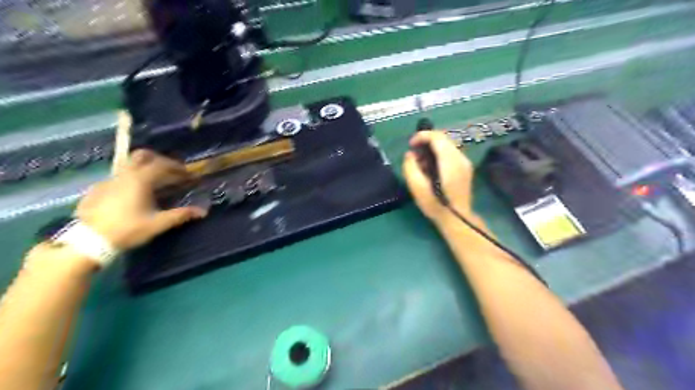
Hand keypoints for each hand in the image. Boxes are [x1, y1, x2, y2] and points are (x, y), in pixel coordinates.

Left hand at [76, 150, 207, 248]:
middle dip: (159, 160)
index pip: (162, 164)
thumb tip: (203, 211)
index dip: (177, 168)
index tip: (188, 175)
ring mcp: (108, 180)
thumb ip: (181, 215)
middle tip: (170, 171)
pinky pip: (118, 177)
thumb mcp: (158, 224)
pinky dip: (131, 179)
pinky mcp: (97, 189)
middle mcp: (124, 175)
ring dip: (144, 168)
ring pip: (128, 165)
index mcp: (140, 180)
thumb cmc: (128, 229)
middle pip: (142, 156)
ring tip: (154, 182)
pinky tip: (133, 194)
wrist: (89, 241)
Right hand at [405, 131, 474, 228]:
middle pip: (443, 138)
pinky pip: (451, 153)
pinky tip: (432, 168)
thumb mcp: (417, 188)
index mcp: (450, 162)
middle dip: (426, 142)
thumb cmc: (435, 205)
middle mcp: (461, 158)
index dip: (421, 136)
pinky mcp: (465, 168)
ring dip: (432, 148)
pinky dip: (439, 154)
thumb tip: (410, 155)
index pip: (437, 137)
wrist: (457, 219)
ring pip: (447, 145)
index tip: (410, 145)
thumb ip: (410, 167)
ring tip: (421, 163)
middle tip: (414, 155)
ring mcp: (465, 163)